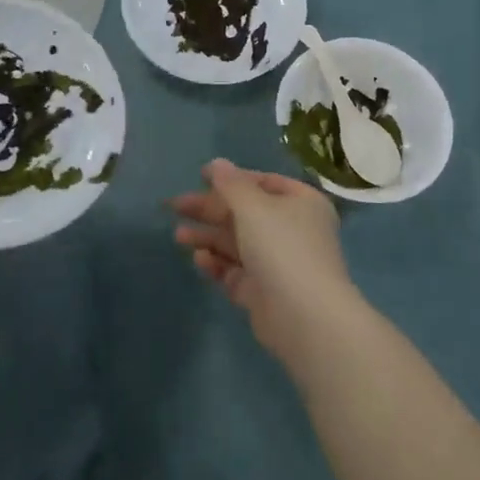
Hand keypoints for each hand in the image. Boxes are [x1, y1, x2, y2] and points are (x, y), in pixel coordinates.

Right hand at [171, 159, 354, 365]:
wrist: (304, 317)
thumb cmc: (281, 247)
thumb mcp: (253, 206)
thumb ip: (231, 184)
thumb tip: (217, 163)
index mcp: (301, 203)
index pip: (264, 182)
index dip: (233, 178)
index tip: (200, 176)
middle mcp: (293, 230)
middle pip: (245, 213)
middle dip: (210, 210)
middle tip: (175, 206)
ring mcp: (278, 263)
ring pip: (238, 243)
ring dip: (208, 237)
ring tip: (178, 236)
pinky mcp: (264, 293)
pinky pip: (236, 272)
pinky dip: (217, 264)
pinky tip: (199, 259)